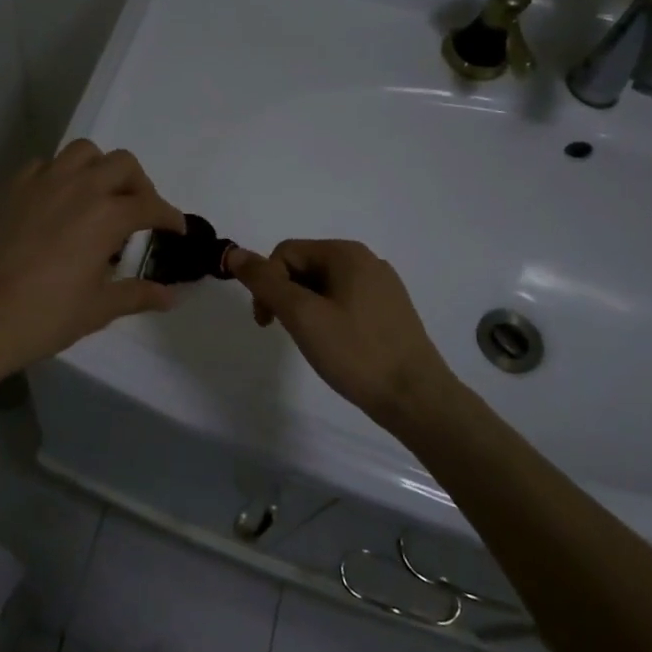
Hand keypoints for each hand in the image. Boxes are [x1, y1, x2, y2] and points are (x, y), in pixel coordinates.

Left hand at [0, 140, 184, 386]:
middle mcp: (77, 188)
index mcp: (105, 216)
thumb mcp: (96, 310)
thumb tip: (170, 296)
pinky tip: (55, 204)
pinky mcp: (9, 188)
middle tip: (137, 213)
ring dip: (99, 169)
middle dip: (139, 184)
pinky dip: (59, 176)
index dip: (168, 216)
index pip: (150, 205)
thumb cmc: (42, 318)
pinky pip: (43, 166)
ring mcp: (40, 183)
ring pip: (82, 152)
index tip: (174, 230)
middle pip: (122, 164)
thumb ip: (136, 295)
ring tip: (97, 198)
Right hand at [226, 239, 457, 429]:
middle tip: (287, 333)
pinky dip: (328, 318)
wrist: (417, 398)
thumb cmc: (356, 353)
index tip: (267, 322)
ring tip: (313, 342)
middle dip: (286, 296)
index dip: (267, 283)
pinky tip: (335, 346)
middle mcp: (367, 261)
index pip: (286, 253)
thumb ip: (265, 282)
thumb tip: (234, 253)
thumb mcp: (302, 315)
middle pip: (305, 266)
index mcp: (347, 254)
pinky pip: (345, 302)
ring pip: (323, 286)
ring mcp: (382, 286)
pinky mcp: (390, 311)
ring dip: (305, 309)